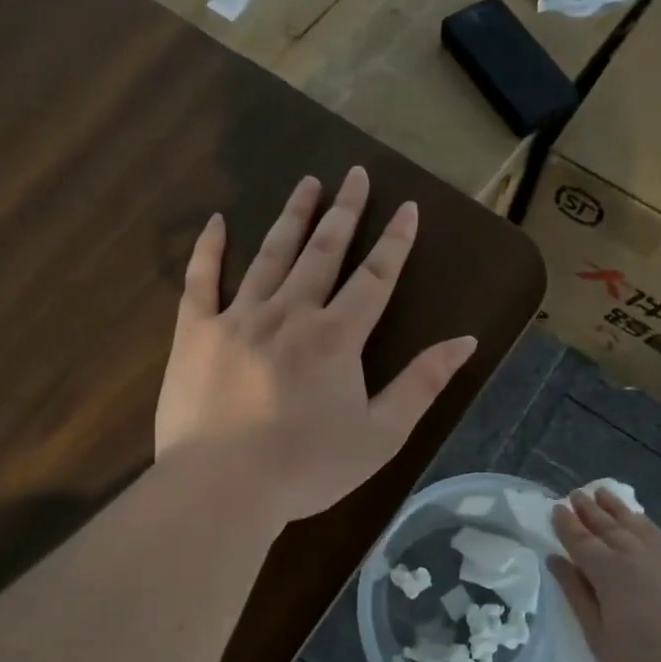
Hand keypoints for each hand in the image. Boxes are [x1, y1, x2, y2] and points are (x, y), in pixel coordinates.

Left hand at [155, 167, 477, 525]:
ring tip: (307, 182)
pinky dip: (209, 248)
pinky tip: (219, 221)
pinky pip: (201, 280)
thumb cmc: (307, 467)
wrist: (222, 488)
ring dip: (292, 216)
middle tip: (354, 174)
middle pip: (323, 252)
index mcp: (337, 336)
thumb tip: (465, 341)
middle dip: (344, 212)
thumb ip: (422, 384)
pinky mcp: (195, 332)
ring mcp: (238, 317)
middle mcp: (290, 312)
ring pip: (270, 254)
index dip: (395, 241)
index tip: (407, 207)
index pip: (375, 277)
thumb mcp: (381, 435)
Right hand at [549, 488, 660, 661]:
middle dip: (588, 509)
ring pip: (634, 523)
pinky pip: (658, 532)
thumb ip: (577, 597)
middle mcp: (634, 554)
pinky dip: (643, 521)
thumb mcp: (600, 639)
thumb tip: (557, 562)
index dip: (566, 524)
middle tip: (576, 494)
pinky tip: (640, 521)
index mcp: (607, 571)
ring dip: (616, 508)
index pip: (580, 540)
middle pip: (606, 525)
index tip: (556, 509)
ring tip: (603, 493)